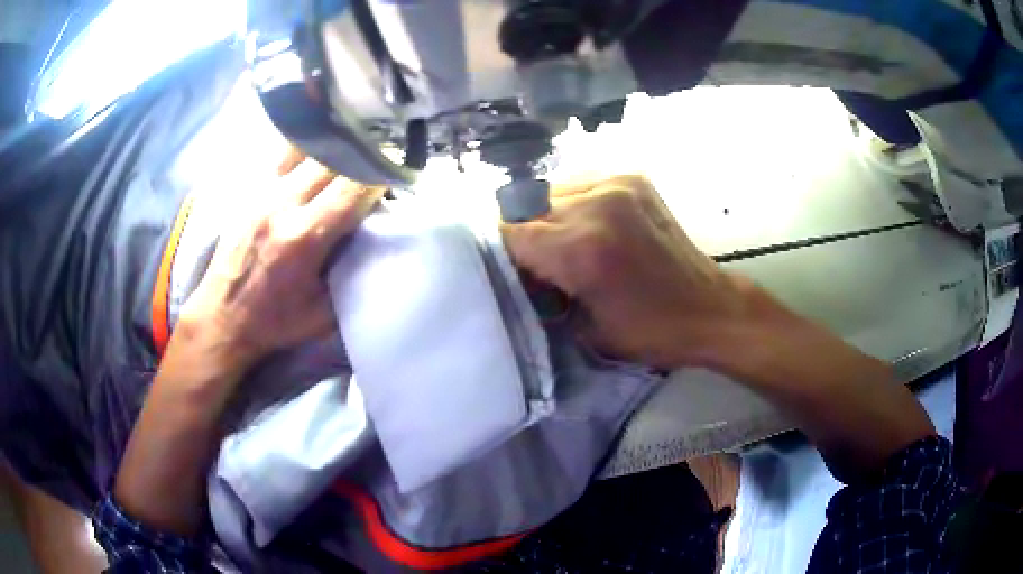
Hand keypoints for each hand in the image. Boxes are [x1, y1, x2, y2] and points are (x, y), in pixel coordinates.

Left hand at [180, 150, 383, 370]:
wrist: (223, 318)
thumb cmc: (275, 321)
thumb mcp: (325, 312)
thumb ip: (352, 272)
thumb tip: (377, 236)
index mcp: (304, 237)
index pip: (355, 185)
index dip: (381, 174)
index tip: (395, 176)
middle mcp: (282, 205)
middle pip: (332, 157)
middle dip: (361, 154)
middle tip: (377, 160)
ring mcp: (261, 192)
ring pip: (306, 146)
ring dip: (333, 146)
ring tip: (349, 148)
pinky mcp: (248, 190)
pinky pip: (281, 154)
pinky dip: (305, 148)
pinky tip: (315, 151)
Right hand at [502, 175, 750, 368]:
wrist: (709, 308)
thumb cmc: (650, 331)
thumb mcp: (584, 328)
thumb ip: (542, 292)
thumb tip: (517, 271)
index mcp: (581, 248)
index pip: (510, 233)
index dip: (502, 253)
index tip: (509, 271)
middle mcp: (595, 205)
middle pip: (527, 208)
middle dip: (524, 236)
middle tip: (536, 263)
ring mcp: (617, 185)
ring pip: (552, 191)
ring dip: (548, 217)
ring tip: (564, 243)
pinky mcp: (633, 179)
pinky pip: (581, 185)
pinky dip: (574, 205)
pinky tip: (588, 226)